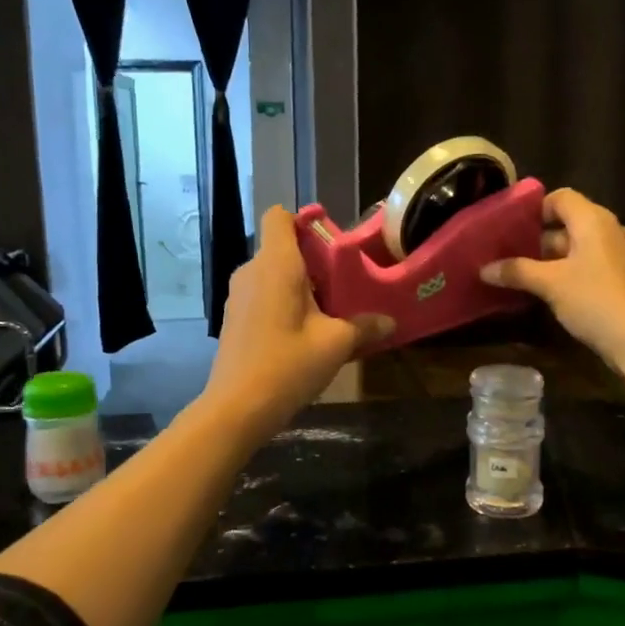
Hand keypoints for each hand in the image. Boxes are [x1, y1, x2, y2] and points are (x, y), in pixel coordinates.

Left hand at [200, 206, 392, 438]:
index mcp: (276, 264)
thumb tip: (390, 322)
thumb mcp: (336, 345)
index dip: (304, 221)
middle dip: (313, 260)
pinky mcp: (234, 318)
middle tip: (343, 284)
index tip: (331, 243)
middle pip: (282, 247)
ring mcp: (238, 295)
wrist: (237, 409)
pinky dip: (284, 302)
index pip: (280, 217)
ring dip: (300, 285)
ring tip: (328, 312)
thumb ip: (365, 327)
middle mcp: (252, 271)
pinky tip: (303, 333)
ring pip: (273, 274)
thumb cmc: (288, 365)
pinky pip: (263, 295)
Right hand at [481, 188, 624, 371]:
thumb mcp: (550, 284)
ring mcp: (624, 255)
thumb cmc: (595, 301)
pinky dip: (574, 273)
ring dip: (555, 260)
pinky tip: (556, 295)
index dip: (535, 210)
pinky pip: (595, 265)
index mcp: (594, 220)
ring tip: (526, 278)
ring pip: (582, 247)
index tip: (511, 230)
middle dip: (539, 240)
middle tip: (510, 257)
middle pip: (570, 223)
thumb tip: (484, 269)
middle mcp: (612, 230)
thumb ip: (516, 271)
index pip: (560, 198)